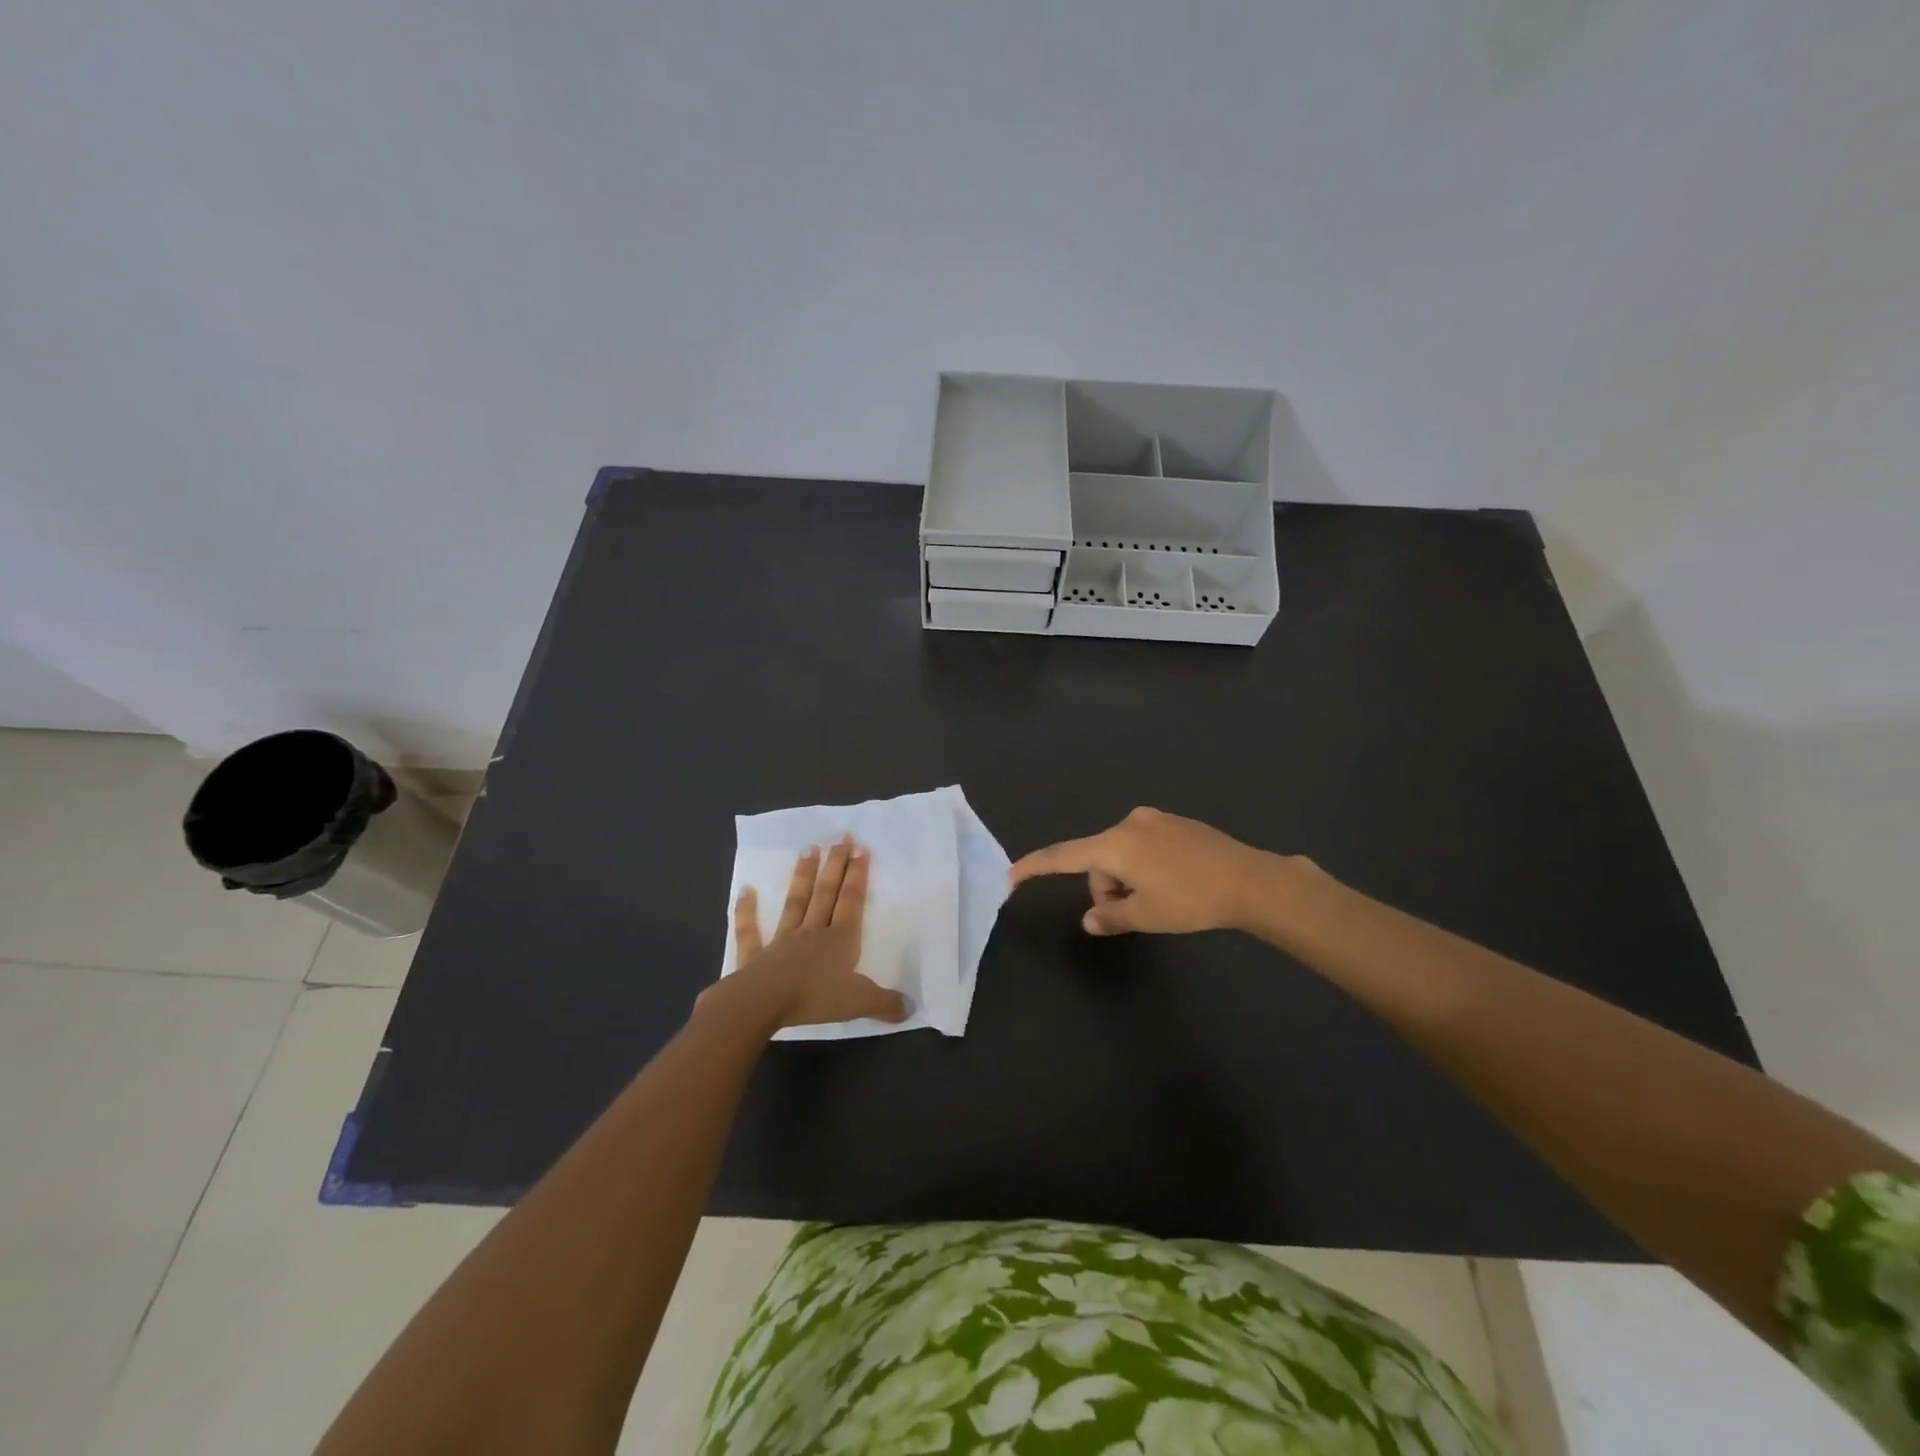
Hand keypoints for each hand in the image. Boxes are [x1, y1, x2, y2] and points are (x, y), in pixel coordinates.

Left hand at [703, 838, 908, 1029]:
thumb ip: (885, 1004)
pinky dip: (747, 911)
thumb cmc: (814, 998)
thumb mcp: (859, 1003)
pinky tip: (746, 890)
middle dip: (835, 865)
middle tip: (840, 838)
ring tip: (808, 849)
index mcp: (840, 940)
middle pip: (826, 893)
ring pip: (795, 903)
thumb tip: (911, 1007)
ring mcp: (782, 941)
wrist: (761, 1004)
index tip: (861, 848)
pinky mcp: (755, 956)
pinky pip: (751, 931)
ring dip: (802, 876)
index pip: (851, 901)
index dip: (858, 875)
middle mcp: (812, 932)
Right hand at [1008, 806, 1285, 935]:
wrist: (1251, 880)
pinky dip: (1146, 867)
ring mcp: (1155, 819)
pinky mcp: (1176, 823)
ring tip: (1161, 901)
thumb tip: (1090, 920)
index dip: (1036, 867)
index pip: (1064, 856)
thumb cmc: (1191, 899)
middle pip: (1098, 860)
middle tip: (1135, 914)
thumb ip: (1111, 917)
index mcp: (1115, 844)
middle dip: (1107, 888)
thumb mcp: (1147, 915)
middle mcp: (1130, 823)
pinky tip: (1175, 883)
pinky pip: (1144, 846)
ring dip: (1127, 879)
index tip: (1012, 875)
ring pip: (1122, 854)